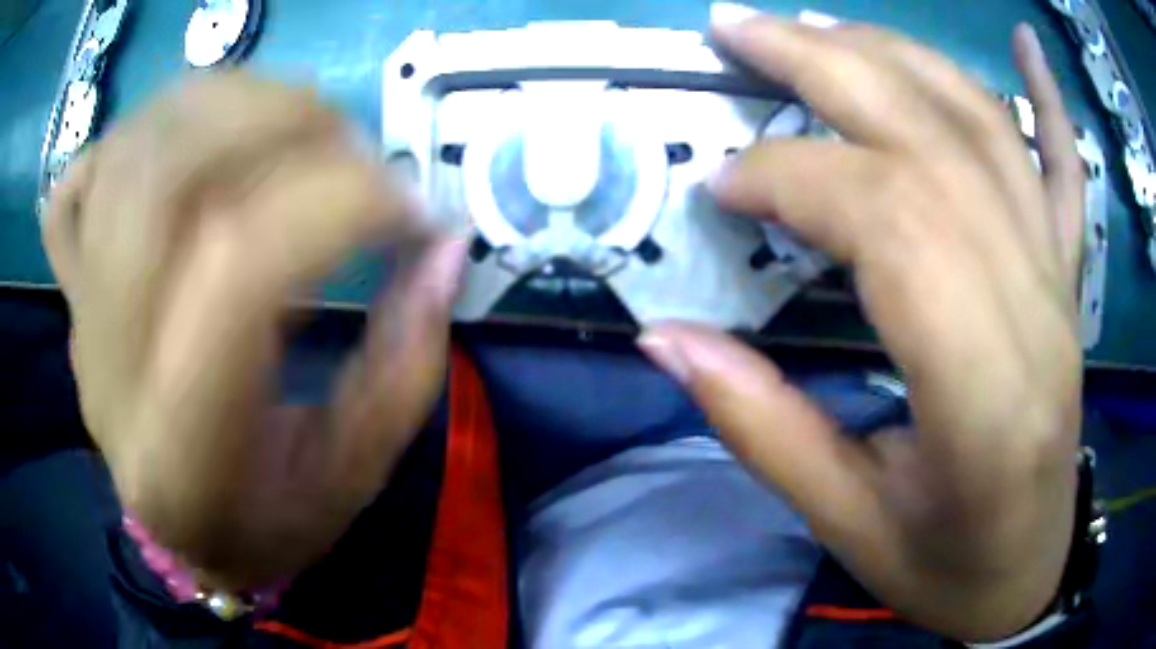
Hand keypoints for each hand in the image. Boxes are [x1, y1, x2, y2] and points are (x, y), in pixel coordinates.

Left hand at [42, 72, 464, 589]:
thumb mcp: (354, 476)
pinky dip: (132, 136)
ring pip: (126, 152)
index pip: (237, 271)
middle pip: (163, 178)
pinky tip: (185, 150)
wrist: (180, 531)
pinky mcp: (69, 288)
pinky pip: (77, 181)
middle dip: (279, 126)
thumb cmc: (267, 524)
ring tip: (290, 128)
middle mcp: (109, 368)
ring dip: (224, 105)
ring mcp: (77, 315)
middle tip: (353, 147)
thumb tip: (444, 247)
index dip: (339, 205)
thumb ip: (406, 365)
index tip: (412, 209)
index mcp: (182, 450)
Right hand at [640, 11, 1083, 640]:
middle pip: (935, 144)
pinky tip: (1026, 43)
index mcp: (985, 399)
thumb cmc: (944, 568)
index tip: (719, 184)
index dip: (794, 179)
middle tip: (738, 28)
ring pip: (988, 131)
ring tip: (818, 24)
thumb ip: (761, 429)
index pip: (893, 225)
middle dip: (826, 67)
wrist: (1026, 574)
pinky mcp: (1070, 279)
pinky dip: (1049, 97)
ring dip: (897, 57)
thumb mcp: (846, 527)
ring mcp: (1063, 284)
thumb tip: (663, 339)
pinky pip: (1068, 168)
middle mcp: (1037, 314)